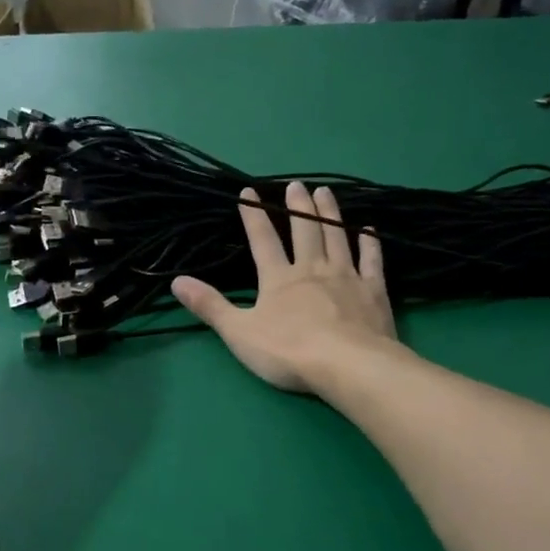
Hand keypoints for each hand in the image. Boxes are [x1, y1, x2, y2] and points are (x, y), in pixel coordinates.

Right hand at [171, 182, 396, 394]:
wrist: (348, 365)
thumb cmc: (288, 351)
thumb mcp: (239, 332)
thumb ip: (210, 306)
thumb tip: (176, 281)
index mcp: (278, 278)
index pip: (263, 240)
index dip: (254, 216)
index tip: (249, 192)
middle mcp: (312, 269)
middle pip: (304, 230)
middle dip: (298, 206)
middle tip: (297, 184)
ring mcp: (346, 277)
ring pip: (336, 237)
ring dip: (330, 214)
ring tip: (325, 193)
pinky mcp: (373, 291)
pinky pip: (371, 261)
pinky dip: (369, 244)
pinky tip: (369, 230)